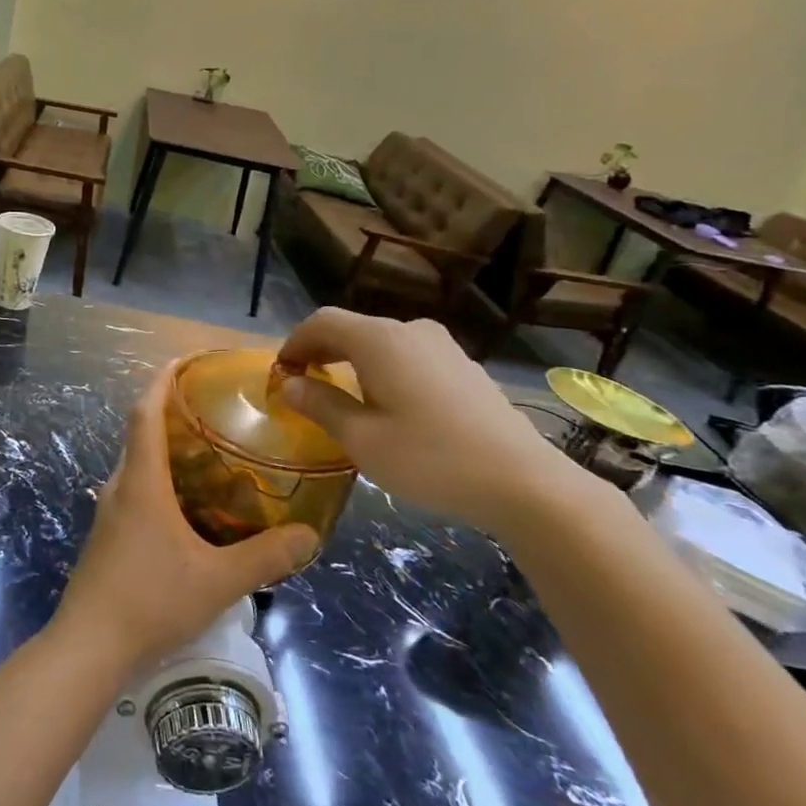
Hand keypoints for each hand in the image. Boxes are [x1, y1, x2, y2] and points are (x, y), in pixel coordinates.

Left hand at [54, 365, 318, 674]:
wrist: (90, 645)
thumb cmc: (151, 600)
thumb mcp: (218, 580)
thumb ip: (266, 557)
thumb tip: (310, 535)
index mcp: (141, 481)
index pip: (144, 412)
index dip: (162, 381)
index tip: (185, 361)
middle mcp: (120, 486)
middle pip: (141, 434)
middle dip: (172, 414)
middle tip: (216, 411)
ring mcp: (110, 512)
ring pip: (138, 465)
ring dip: (167, 451)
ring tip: (211, 454)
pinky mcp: (108, 536)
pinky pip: (136, 491)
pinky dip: (161, 481)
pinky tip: (190, 507)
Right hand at [276, 309, 580, 537]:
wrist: (524, 483)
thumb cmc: (430, 459)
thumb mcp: (362, 439)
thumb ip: (322, 405)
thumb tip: (292, 384)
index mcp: (379, 340)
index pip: (322, 322)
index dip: (295, 342)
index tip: (281, 372)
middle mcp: (410, 331)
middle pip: (353, 328)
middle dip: (322, 351)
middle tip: (304, 383)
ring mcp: (443, 347)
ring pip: (383, 342)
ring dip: (354, 361)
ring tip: (343, 395)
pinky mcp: (465, 368)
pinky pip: (410, 357)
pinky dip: (385, 369)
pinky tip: (389, 404)